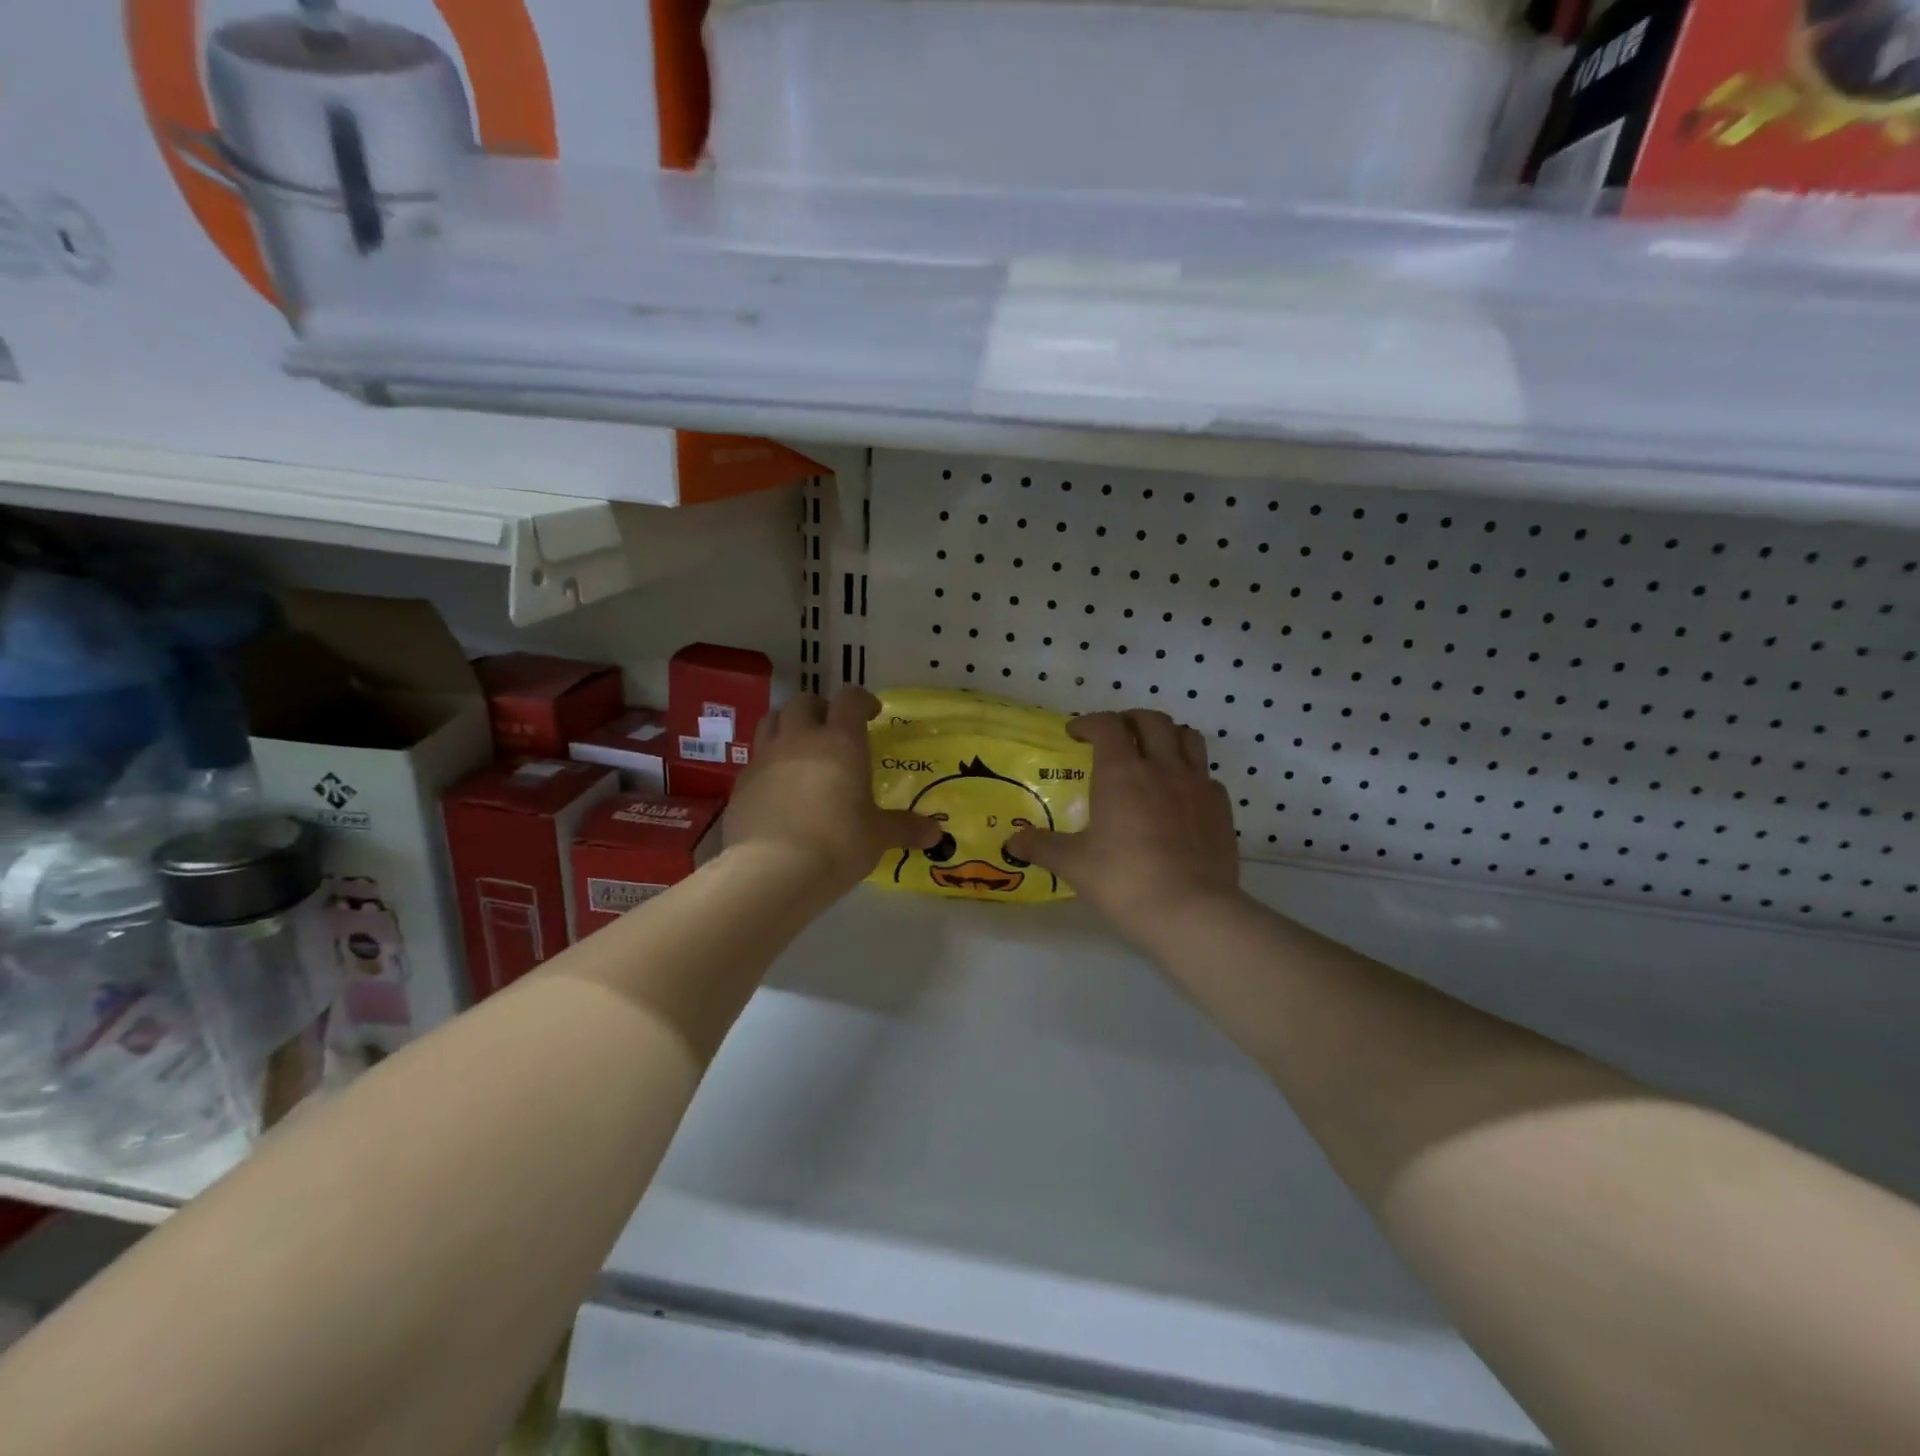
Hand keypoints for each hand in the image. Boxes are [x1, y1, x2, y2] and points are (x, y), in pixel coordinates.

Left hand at [724, 688, 940, 892]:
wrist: (771, 870)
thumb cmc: (837, 844)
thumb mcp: (877, 837)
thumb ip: (905, 828)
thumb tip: (935, 834)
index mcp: (841, 742)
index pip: (850, 700)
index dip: (862, 701)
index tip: (871, 714)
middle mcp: (800, 739)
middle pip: (804, 702)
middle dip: (820, 709)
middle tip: (832, 730)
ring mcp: (765, 758)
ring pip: (772, 720)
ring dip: (788, 725)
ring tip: (800, 748)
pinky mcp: (741, 783)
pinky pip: (756, 758)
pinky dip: (769, 762)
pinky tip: (779, 787)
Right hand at [1007, 710, 1242, 947]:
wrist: (1191, 911)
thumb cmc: (1124, 880)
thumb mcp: (1074, 864)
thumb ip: (1042, 847)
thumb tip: (1012, 842)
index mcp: (1122, 772)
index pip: (1107, 725)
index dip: (1089, 722)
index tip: (1076, 734)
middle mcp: (1162, 767)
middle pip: (1152, 720)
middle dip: (1130, 719)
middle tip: (1115, 735)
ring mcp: (1197, 785)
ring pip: (1188, 737)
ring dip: (1167, 735)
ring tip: (1152, 752)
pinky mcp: (1221, 807)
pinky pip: (1206, 775)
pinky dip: (1191, 773)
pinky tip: (1180, 795)